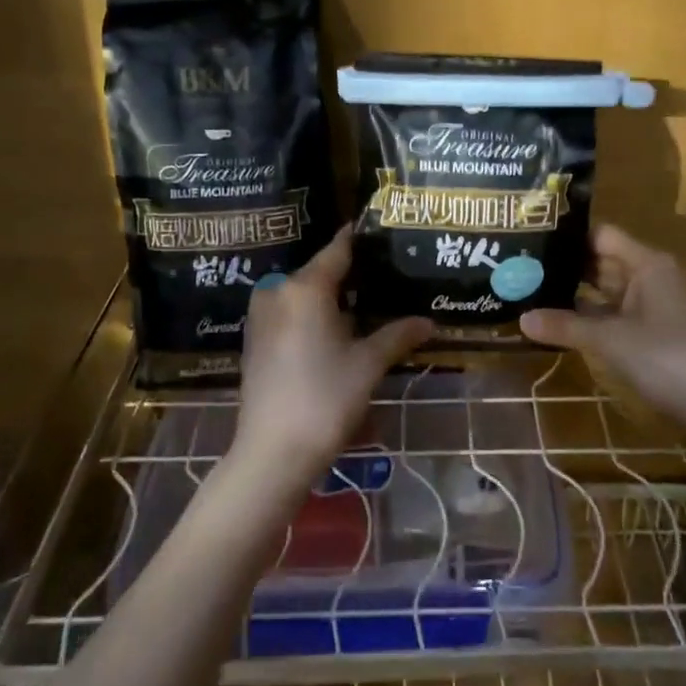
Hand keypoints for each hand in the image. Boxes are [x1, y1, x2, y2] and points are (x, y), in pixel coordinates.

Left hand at [234, 227, 432, 484]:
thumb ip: (398, 335)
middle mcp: (278, 291)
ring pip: (304, 295)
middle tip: (386, 278)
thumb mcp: (368, 365)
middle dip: (352, 276)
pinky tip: (336, 333)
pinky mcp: (255, 340)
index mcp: (305, 287)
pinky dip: (312, 316)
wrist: (272, 453)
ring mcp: (261, 316)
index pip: (338, 249)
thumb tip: (430, 323)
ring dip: (332, 300)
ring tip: (367, 308)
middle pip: (321, 272)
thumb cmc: (325, 399)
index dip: (361, 239)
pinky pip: (289, 314)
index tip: (382, 232)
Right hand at [521, 224, 685, 430]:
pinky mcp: (655, 330)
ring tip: (533, 292)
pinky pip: (617, 313)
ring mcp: (655, 304)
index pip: (602, 236)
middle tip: (523, 267)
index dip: (569, 236)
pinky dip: (593, 317)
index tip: (532, 239)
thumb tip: (521, 318)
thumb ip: (566, 326)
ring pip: (609, 290)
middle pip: (603, 262)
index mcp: (647, 263)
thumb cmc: (665, 356)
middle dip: (567, 267)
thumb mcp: (610, 340)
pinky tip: (562, 322)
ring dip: (577, 294)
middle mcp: (651, 276)